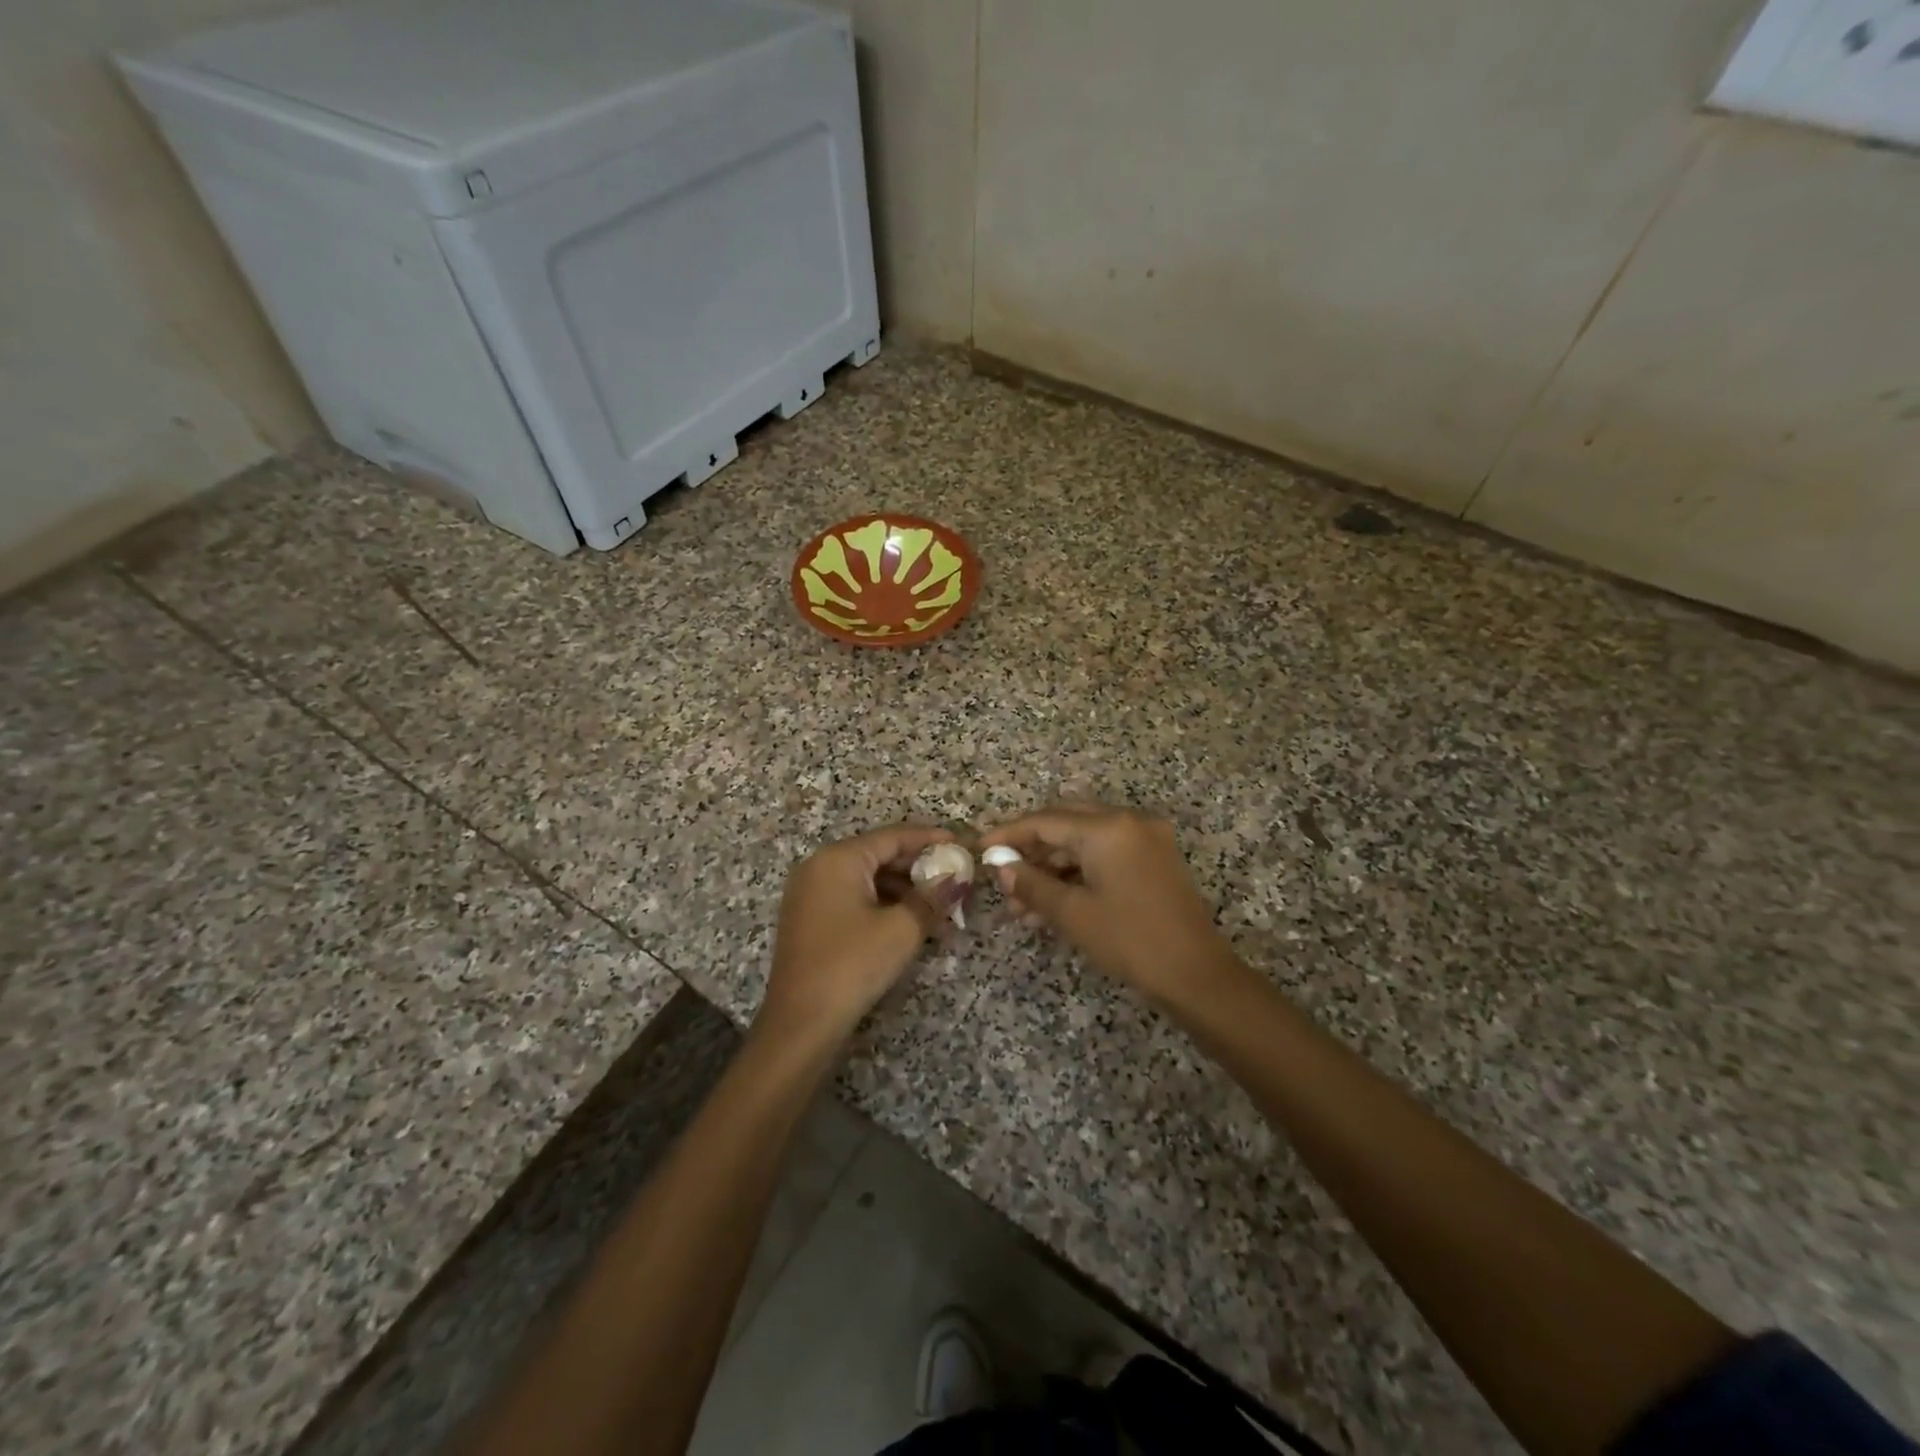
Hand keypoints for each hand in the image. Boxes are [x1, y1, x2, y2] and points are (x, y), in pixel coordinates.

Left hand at [757, 824, 951, 1045]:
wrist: (801, 1023)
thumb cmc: (852, 965)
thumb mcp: (902, 929)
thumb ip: (933, 896)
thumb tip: (960, 877)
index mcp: (839, 858)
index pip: (893, 836)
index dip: (930, 839)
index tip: (962, 844)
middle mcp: (820, 866)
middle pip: (879, 855)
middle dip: (919, 868)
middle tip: (956, 878)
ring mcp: (811, 892)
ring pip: (868, 878)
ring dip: (904, 890)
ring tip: (940, 906)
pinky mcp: (810, 917)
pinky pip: (854, 897)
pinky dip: (883, 904)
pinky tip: (911, 921)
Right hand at [982, 804, 1235, 1004]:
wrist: (1197, 974)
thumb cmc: (1131, 940)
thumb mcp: (1073, 914)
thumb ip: (1032, 884)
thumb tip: (1001, 867)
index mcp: (1108, 827)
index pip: (1046, 821)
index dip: (1009, 835)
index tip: (980, 848)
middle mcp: (1128, 821)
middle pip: (1065, 822)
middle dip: (1031, 848)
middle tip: (1002, 872)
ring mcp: (1146, 838)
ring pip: (1085, 841)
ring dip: (1053, 866)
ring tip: (1022, 903)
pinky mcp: (1155, 858)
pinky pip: (1105, 853)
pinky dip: (1078, 872)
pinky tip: (1053, 901)